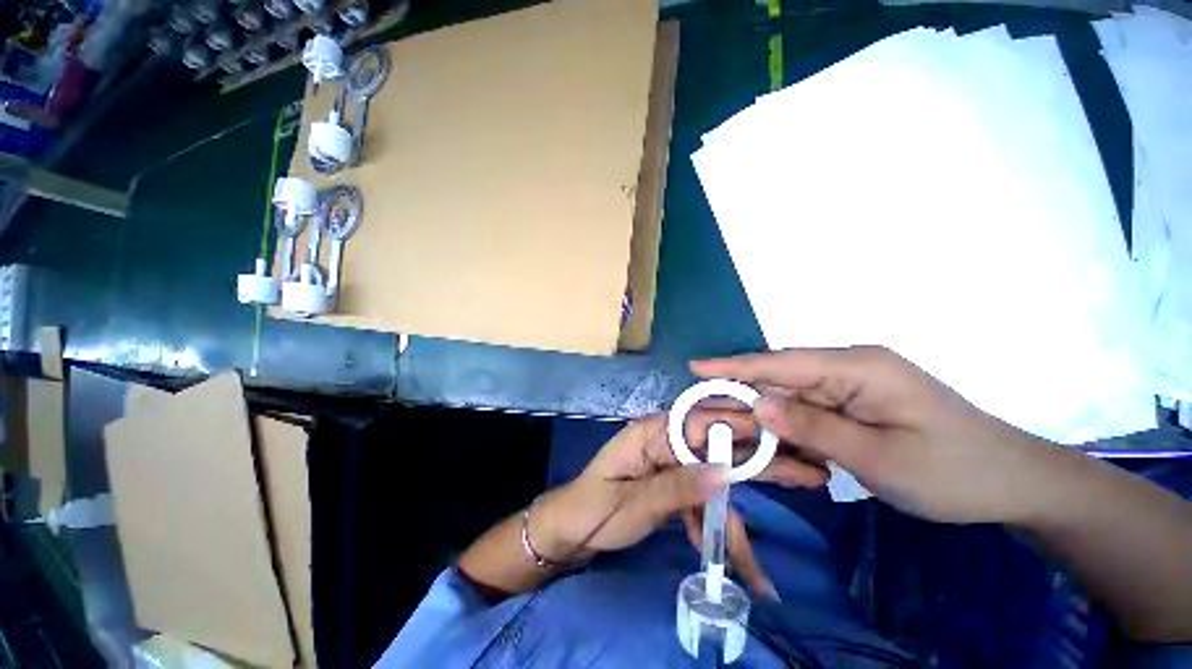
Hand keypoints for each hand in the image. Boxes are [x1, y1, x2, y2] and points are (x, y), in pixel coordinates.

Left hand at [532, 411, 827, 577]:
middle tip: (809, 472)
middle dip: (760, 463)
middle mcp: (666, 441)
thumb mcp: (633, 501)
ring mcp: (671, 465)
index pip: (703, 421)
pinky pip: (701, 501)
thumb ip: (677, 487)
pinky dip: (716, 527)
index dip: (744, 427)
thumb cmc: (592, 510)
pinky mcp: (672, 486)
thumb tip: (724, 473)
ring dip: (742, 513)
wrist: (569, 531)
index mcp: (652, 432)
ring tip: (777, 535)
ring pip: (715, 481)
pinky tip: (733, 559)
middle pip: (718, 448)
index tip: (786, 436)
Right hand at [693, 346, 1055, 523]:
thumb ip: (814, 428)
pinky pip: (811, 414)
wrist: (1013, 483)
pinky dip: (793, 433)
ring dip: (769, 423)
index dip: (734, 366)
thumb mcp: (880, 458)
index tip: (696, 367)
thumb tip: (757, 407)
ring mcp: (853, 385)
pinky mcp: (856, 404)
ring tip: (740, 443)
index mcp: (859, 367)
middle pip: (781, 381)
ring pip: (792, 400)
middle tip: (707, 418)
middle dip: (744, 400)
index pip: (781, 363)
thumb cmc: (953, 472)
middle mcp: (850, 367)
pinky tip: (785, 454)